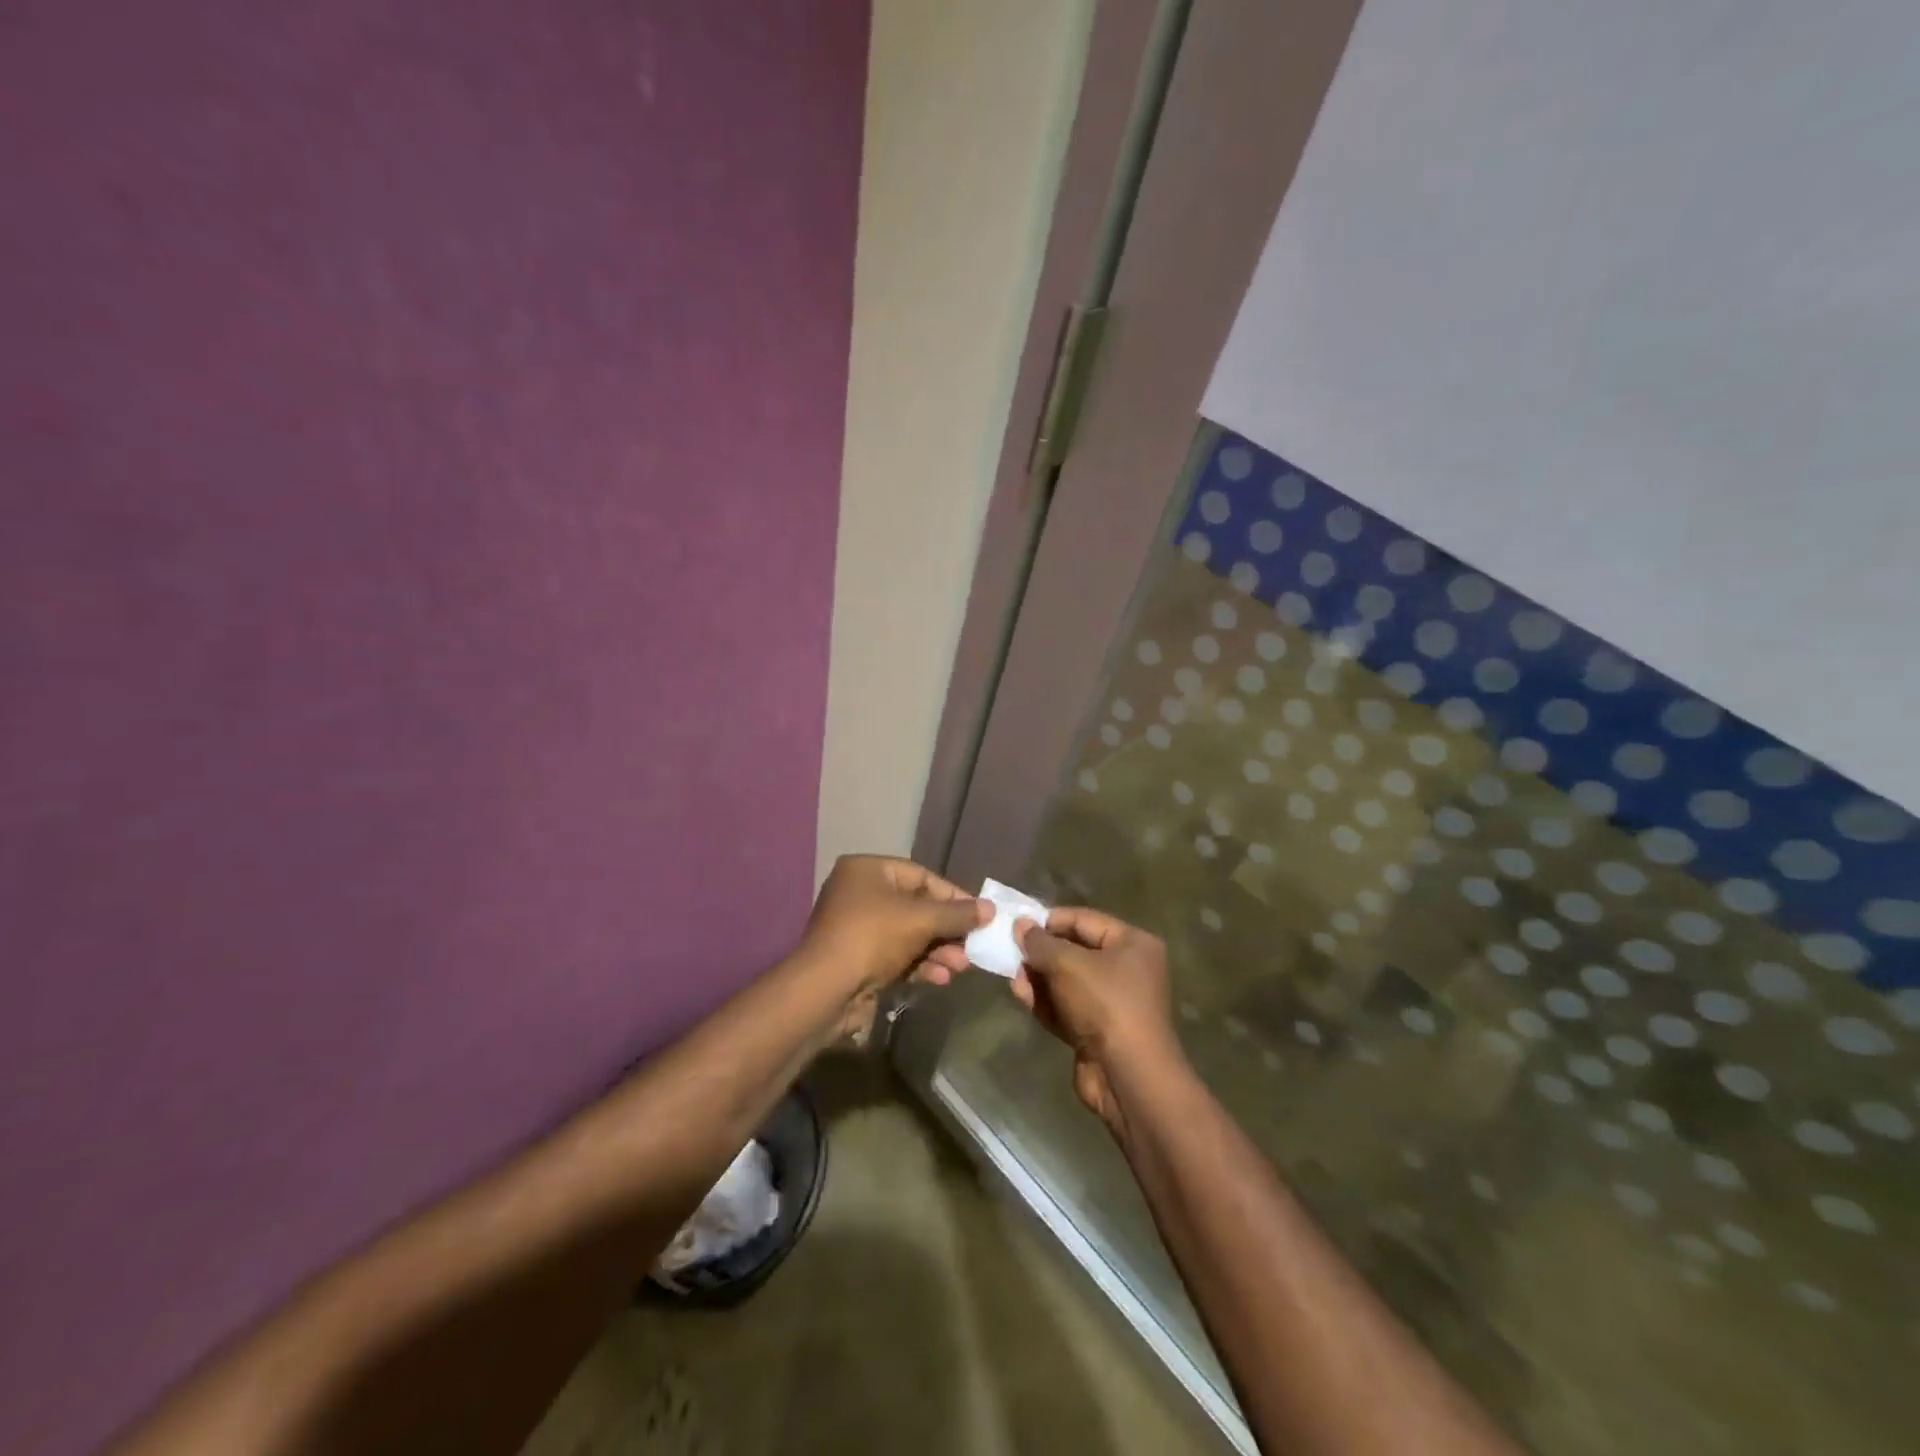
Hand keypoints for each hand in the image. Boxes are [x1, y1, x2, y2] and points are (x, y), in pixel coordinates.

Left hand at [801, 854, 987, 998]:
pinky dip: (920, 965)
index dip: (953, 895)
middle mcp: (860, 894)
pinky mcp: (859, 960)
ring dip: (938, 950)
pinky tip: (940, 979)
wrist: (826, 991)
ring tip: (961, 967)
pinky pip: (898, 956)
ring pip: (910, 935)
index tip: (980, 913)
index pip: (921, 876)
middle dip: (947, 929)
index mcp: (867, 871)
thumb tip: (990, 909)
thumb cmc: (873, 937)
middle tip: (974, 946)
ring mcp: (858, 929)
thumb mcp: (921, 919)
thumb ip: (957, 914)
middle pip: (917, 907)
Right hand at [1011, 908, 1181, 1133]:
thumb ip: (1041, 942)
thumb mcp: (1068, 964)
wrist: (1128, 1077)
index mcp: (1133, 944)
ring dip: (1038, 978)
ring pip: (1067, 981)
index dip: (1050, 920)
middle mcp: (1127, 969)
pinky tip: (1020, 994)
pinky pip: (1066, 1007)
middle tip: (1009, 950)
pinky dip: (1045, 1001)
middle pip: (1075, 951)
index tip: (1017, 923)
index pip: (1085, 920)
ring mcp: (1112, 1003)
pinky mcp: (1097, 1031)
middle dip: (1041, 952)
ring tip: (1011, 975)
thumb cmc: (1105, 1004)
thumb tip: (1021, 925)